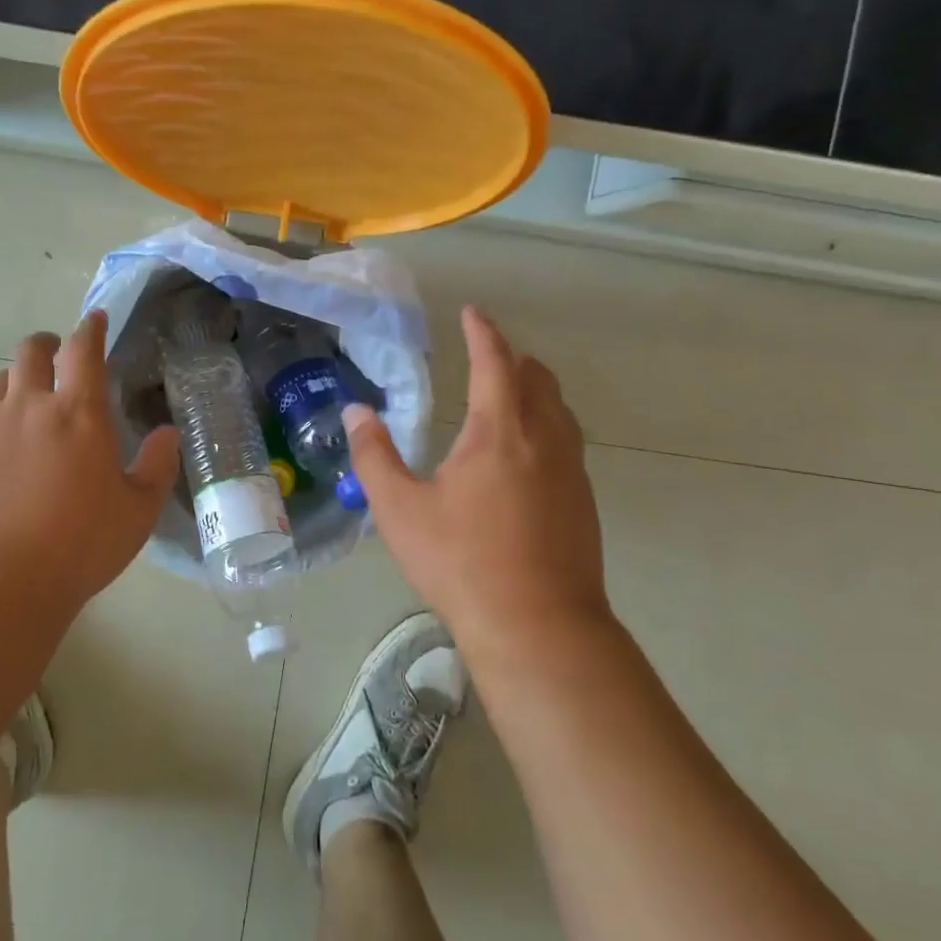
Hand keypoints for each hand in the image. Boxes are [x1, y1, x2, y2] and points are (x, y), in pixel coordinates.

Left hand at [0, 312, 180, 616]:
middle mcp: (30, 407)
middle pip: (29, 351)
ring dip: (16, 381)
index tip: (95, 319)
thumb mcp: (138, 511)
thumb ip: (157, 466)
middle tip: (55, 356)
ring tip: (27, 401)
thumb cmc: (80, 543)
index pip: (83, 350)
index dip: (90, 328)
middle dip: (45, 344)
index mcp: (79, 414)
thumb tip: (166, 434)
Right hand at [344, 306, 610, 655]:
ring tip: (505, 399)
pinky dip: (545, 426)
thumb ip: (374, 456)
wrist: (539, 627)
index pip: (494, 362)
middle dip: (511, 359)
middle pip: (537, 378)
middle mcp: (544, 439)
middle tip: (484, 358)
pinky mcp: (584, 501)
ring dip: (534, 391)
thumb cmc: (462, 562)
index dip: (482, 332)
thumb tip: (356, 412)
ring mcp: (571, 471)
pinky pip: (567, 441)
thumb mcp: (400, 510)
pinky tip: (524, 457)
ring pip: (559, 410)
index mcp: (500, 431)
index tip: (472, 313)